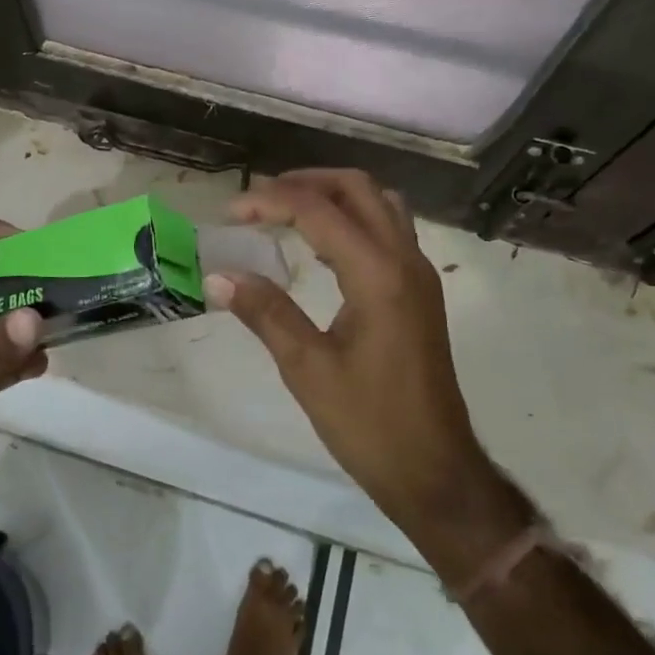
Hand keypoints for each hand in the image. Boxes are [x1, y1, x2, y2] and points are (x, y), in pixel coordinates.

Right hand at [206, 170, 532, 572]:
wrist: (435, 472)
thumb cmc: (370, 425)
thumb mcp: (307, 369)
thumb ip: (265, 313)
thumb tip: (218, 276)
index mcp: (378, 274)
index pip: (318, 211)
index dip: (270, 202)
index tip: (231, 211)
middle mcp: (405, 260)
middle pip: (358, 189)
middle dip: (306, 182)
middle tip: (261, 198)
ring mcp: (419, 274)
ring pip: (379, 204)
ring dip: (334, 196)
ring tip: (288, 211)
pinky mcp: (420, 291)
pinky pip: (387, 229)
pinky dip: (352, 219)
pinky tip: (320, 246)